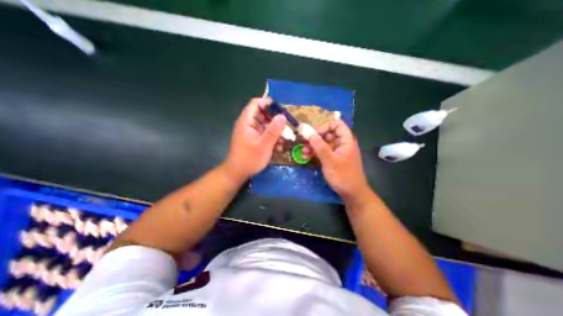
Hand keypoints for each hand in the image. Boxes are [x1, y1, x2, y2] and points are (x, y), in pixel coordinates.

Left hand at [224, 98, 286, 182]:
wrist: (237, 173)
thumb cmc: (249, 159)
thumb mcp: (264, 145)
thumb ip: (273, 130)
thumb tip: (283, 116)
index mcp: (246, 121)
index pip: (256, 104)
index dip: (268, 103)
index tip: (281, 110)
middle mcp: (248, 124)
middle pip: (262, 114)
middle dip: (275, 119)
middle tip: (287, 125)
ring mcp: (251, 131)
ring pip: (265, 124)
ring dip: (276, 129)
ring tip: (286, 137)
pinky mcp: (254, 139)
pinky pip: (265, 133)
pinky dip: (272, 136)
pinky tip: (280, 144)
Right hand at [303, 120, 370, 202]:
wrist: (351, 194)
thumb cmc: (343, 176)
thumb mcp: (329, 160)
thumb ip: (318, 145)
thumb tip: (306, 131)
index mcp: (346, 140)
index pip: (336, 124)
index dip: (324, 127)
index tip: (313, 134)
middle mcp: (341, 143)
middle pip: (327, 134)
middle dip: (315, 138)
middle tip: (303, 143)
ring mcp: (337, 152)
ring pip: (323, 143)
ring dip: (312, 146)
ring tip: (303, 151)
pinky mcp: (333, 159)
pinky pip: (323, 152)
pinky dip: (315, 153)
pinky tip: (306, 156)